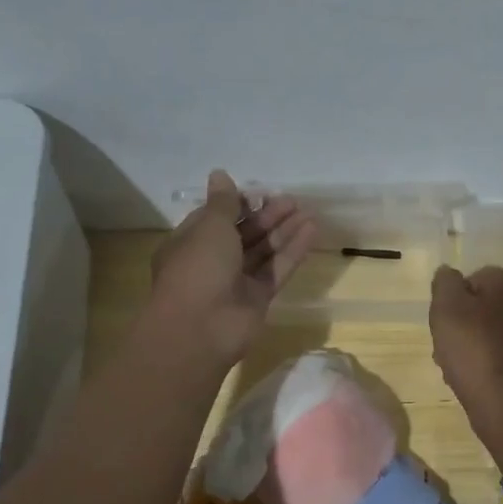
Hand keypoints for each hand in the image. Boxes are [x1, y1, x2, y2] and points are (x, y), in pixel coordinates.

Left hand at [149, 171, 317, 366]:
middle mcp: (212, 261)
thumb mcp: (210, 227)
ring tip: (308, 212)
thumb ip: (223, 203)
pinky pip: (277, 269)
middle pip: (243, 234)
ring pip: (263, 251)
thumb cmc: (198, 268)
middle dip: (266, 216)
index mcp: (190, 243)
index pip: (215, 219)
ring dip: (284, 231)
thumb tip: (220, 174)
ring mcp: (236, 281)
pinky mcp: (258, 297)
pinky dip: (293, 250)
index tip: (259, 193)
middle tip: (292, 201)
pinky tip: (312, 231)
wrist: (201, 328)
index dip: (237, 205)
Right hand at [429, 265, 502, 416]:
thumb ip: (445, 282)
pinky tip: (480, 377)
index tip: (443, 323)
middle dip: (468, 322)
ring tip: (460, 366)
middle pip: (488, 306)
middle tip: (448, 345)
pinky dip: (495, 360)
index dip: (454, 300)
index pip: (475, 279)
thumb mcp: (446, 306)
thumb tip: (449, 273)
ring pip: (499, 330)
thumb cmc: (472, 347)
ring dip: (480, 342)